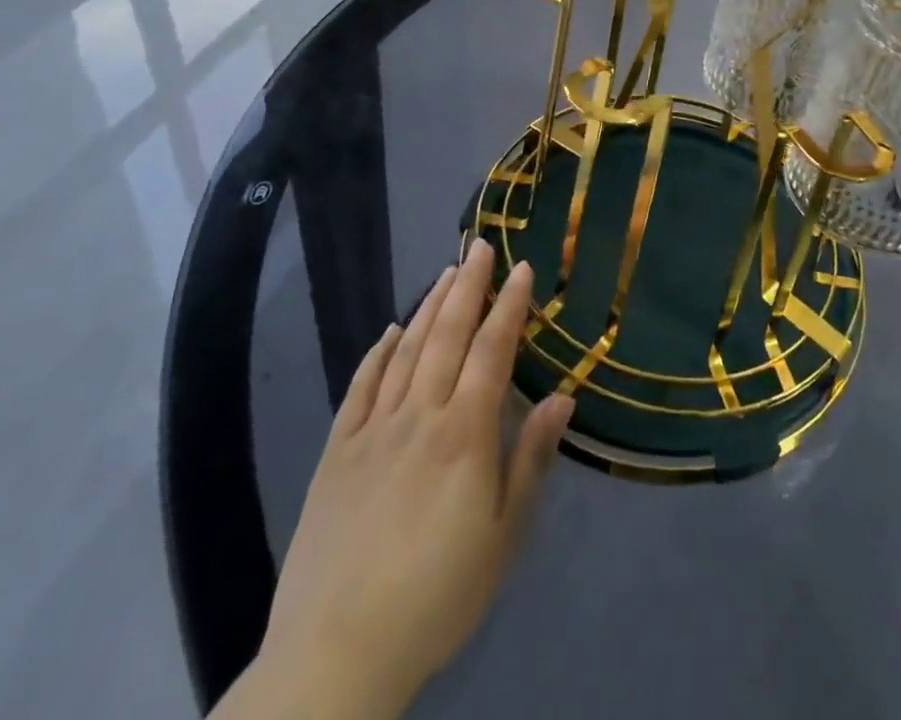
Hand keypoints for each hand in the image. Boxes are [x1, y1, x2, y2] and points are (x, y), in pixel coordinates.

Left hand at [231, 241, 573, 719]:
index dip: (509, 306)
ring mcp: (373, 430)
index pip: (493, 351)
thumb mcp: (504, 537)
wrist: (337, 653)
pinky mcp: (337, 452)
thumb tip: (563, 397)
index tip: (521, 269)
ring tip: (446, 273)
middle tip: (481, 247)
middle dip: (468, 287)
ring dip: (429, 307)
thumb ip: (531, 459)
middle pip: (447, 336)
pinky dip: (378, 352)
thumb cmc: (438, 596)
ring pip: (406, 351)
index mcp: (464, 434)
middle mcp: (420, 416)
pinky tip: (390, 330)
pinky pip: (360, 387)